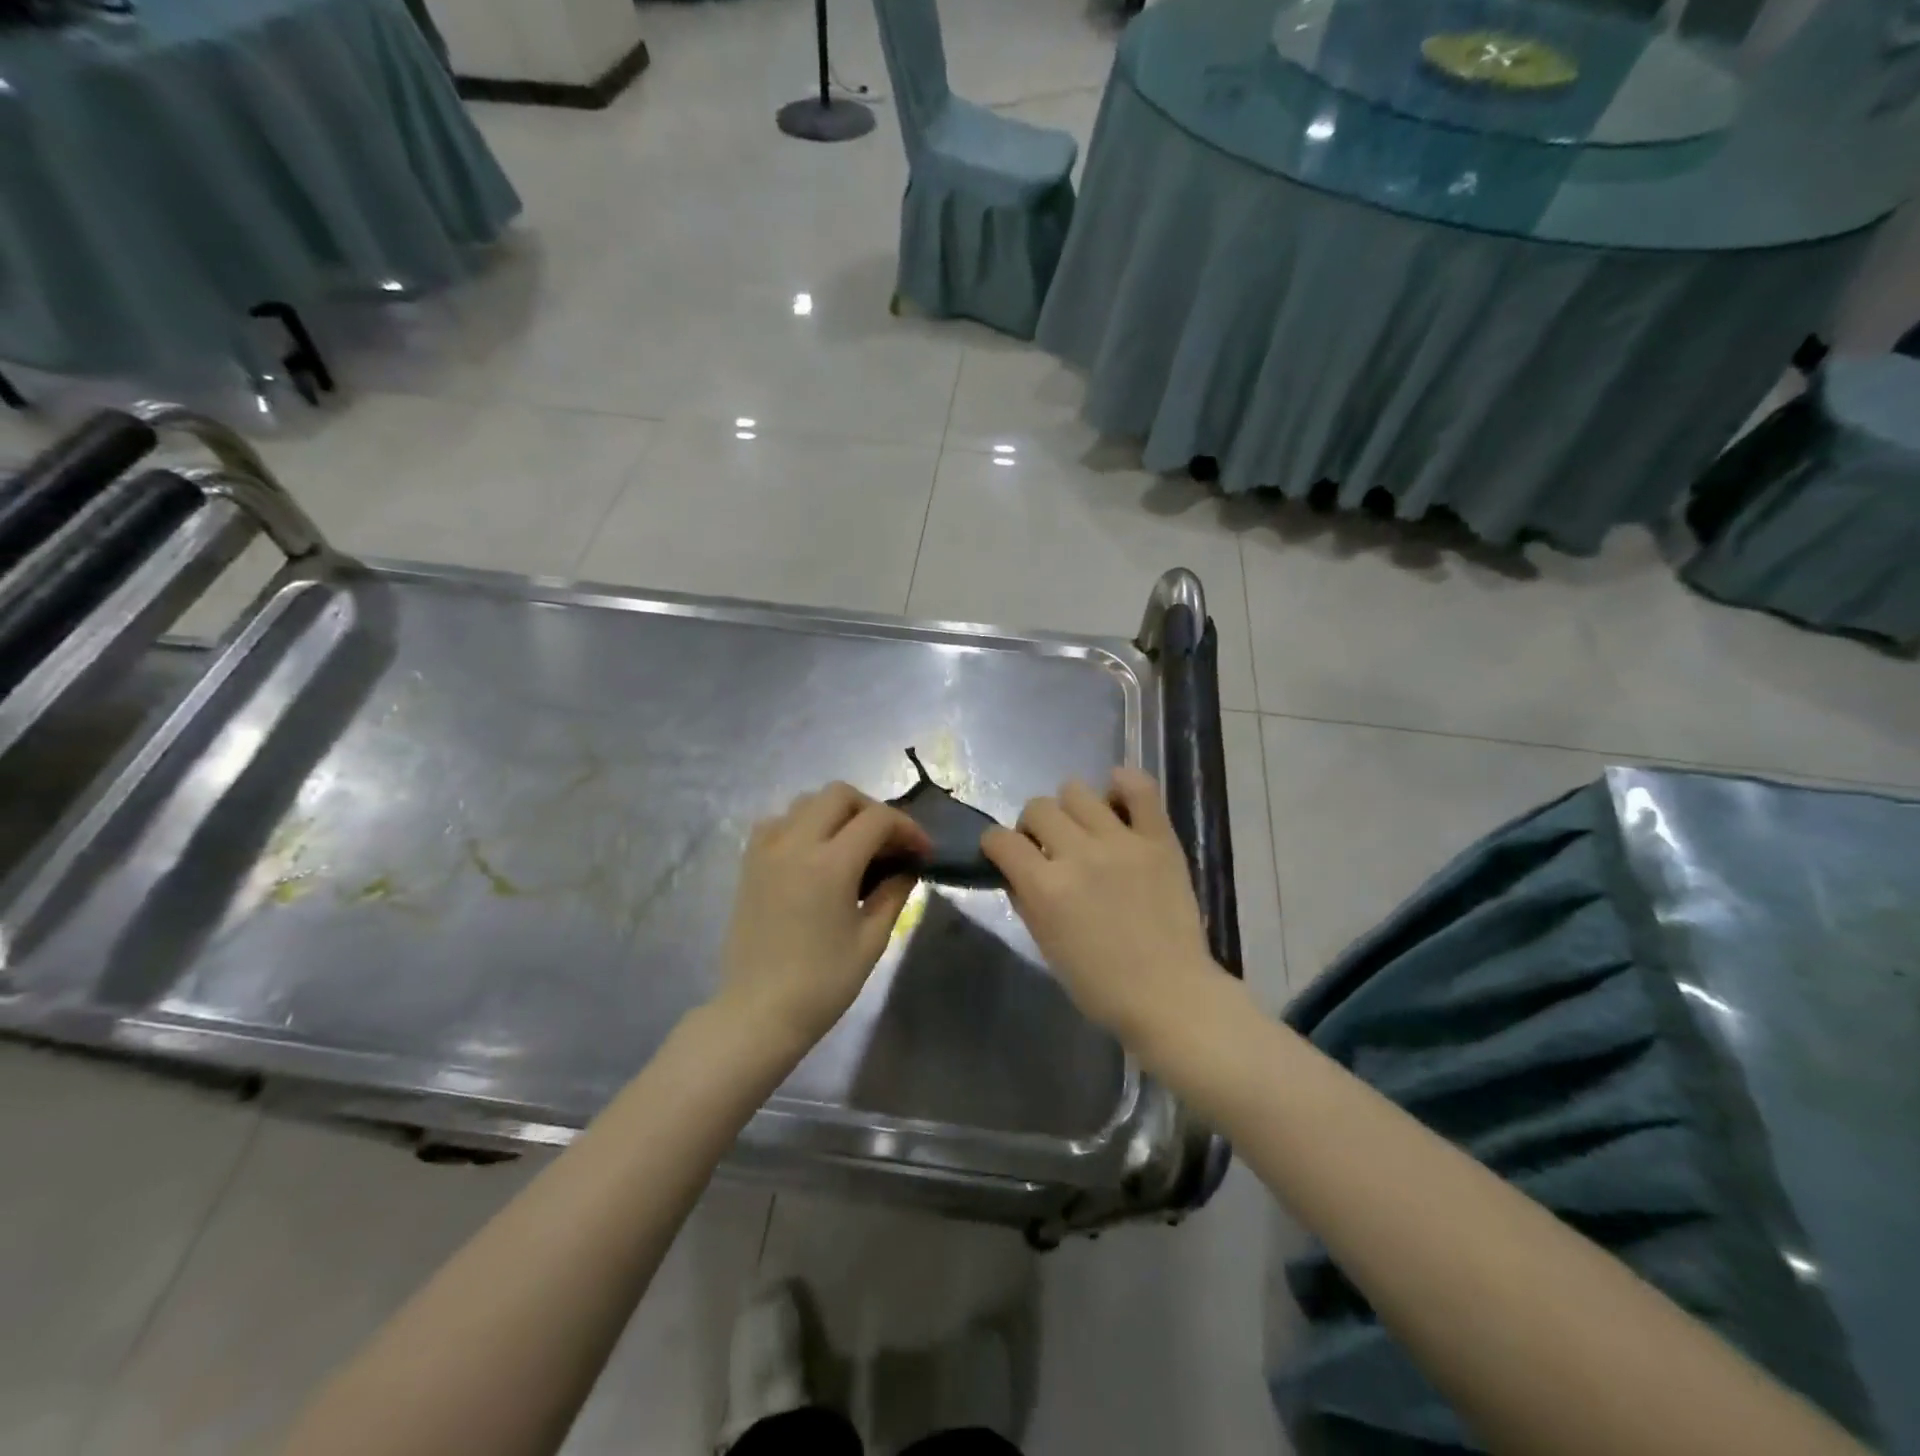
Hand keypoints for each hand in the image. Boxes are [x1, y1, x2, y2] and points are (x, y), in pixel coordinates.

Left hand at [717, 783, 930, 1049]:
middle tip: (889, 843)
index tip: (922, 851)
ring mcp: (767, 850)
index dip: (907, 828)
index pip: (877, 820)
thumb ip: (893, 894)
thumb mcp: (871, 940)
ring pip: (806, 802)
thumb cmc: (822, 984)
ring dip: (837, 812)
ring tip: (854, 845)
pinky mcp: (749, 863)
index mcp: (830, 864)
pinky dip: (803, 824)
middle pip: (839, 795)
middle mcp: (795, 844)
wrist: (758, 1012)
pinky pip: (778, 821)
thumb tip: (907, 867)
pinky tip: (816, 853)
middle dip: (873, 810)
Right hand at [983, 769, 1217, 1044]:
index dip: (994, 844)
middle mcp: (1079, 854)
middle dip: (1032, 827)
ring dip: (1070, 809)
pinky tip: (1116, 800)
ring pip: (1077, 790)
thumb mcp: (1046, 946)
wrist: (1169, 995)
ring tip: (1084, 830)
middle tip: (1048, 848)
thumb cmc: (1100, 984)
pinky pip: (1139, 787)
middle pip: (1037, 807)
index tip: (1003, 853)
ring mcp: (1121, 841)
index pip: (1000, 840)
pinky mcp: (1158, 838)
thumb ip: (1027, 900)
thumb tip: (1017, 870)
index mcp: (1046, 887)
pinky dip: (1123, 785)